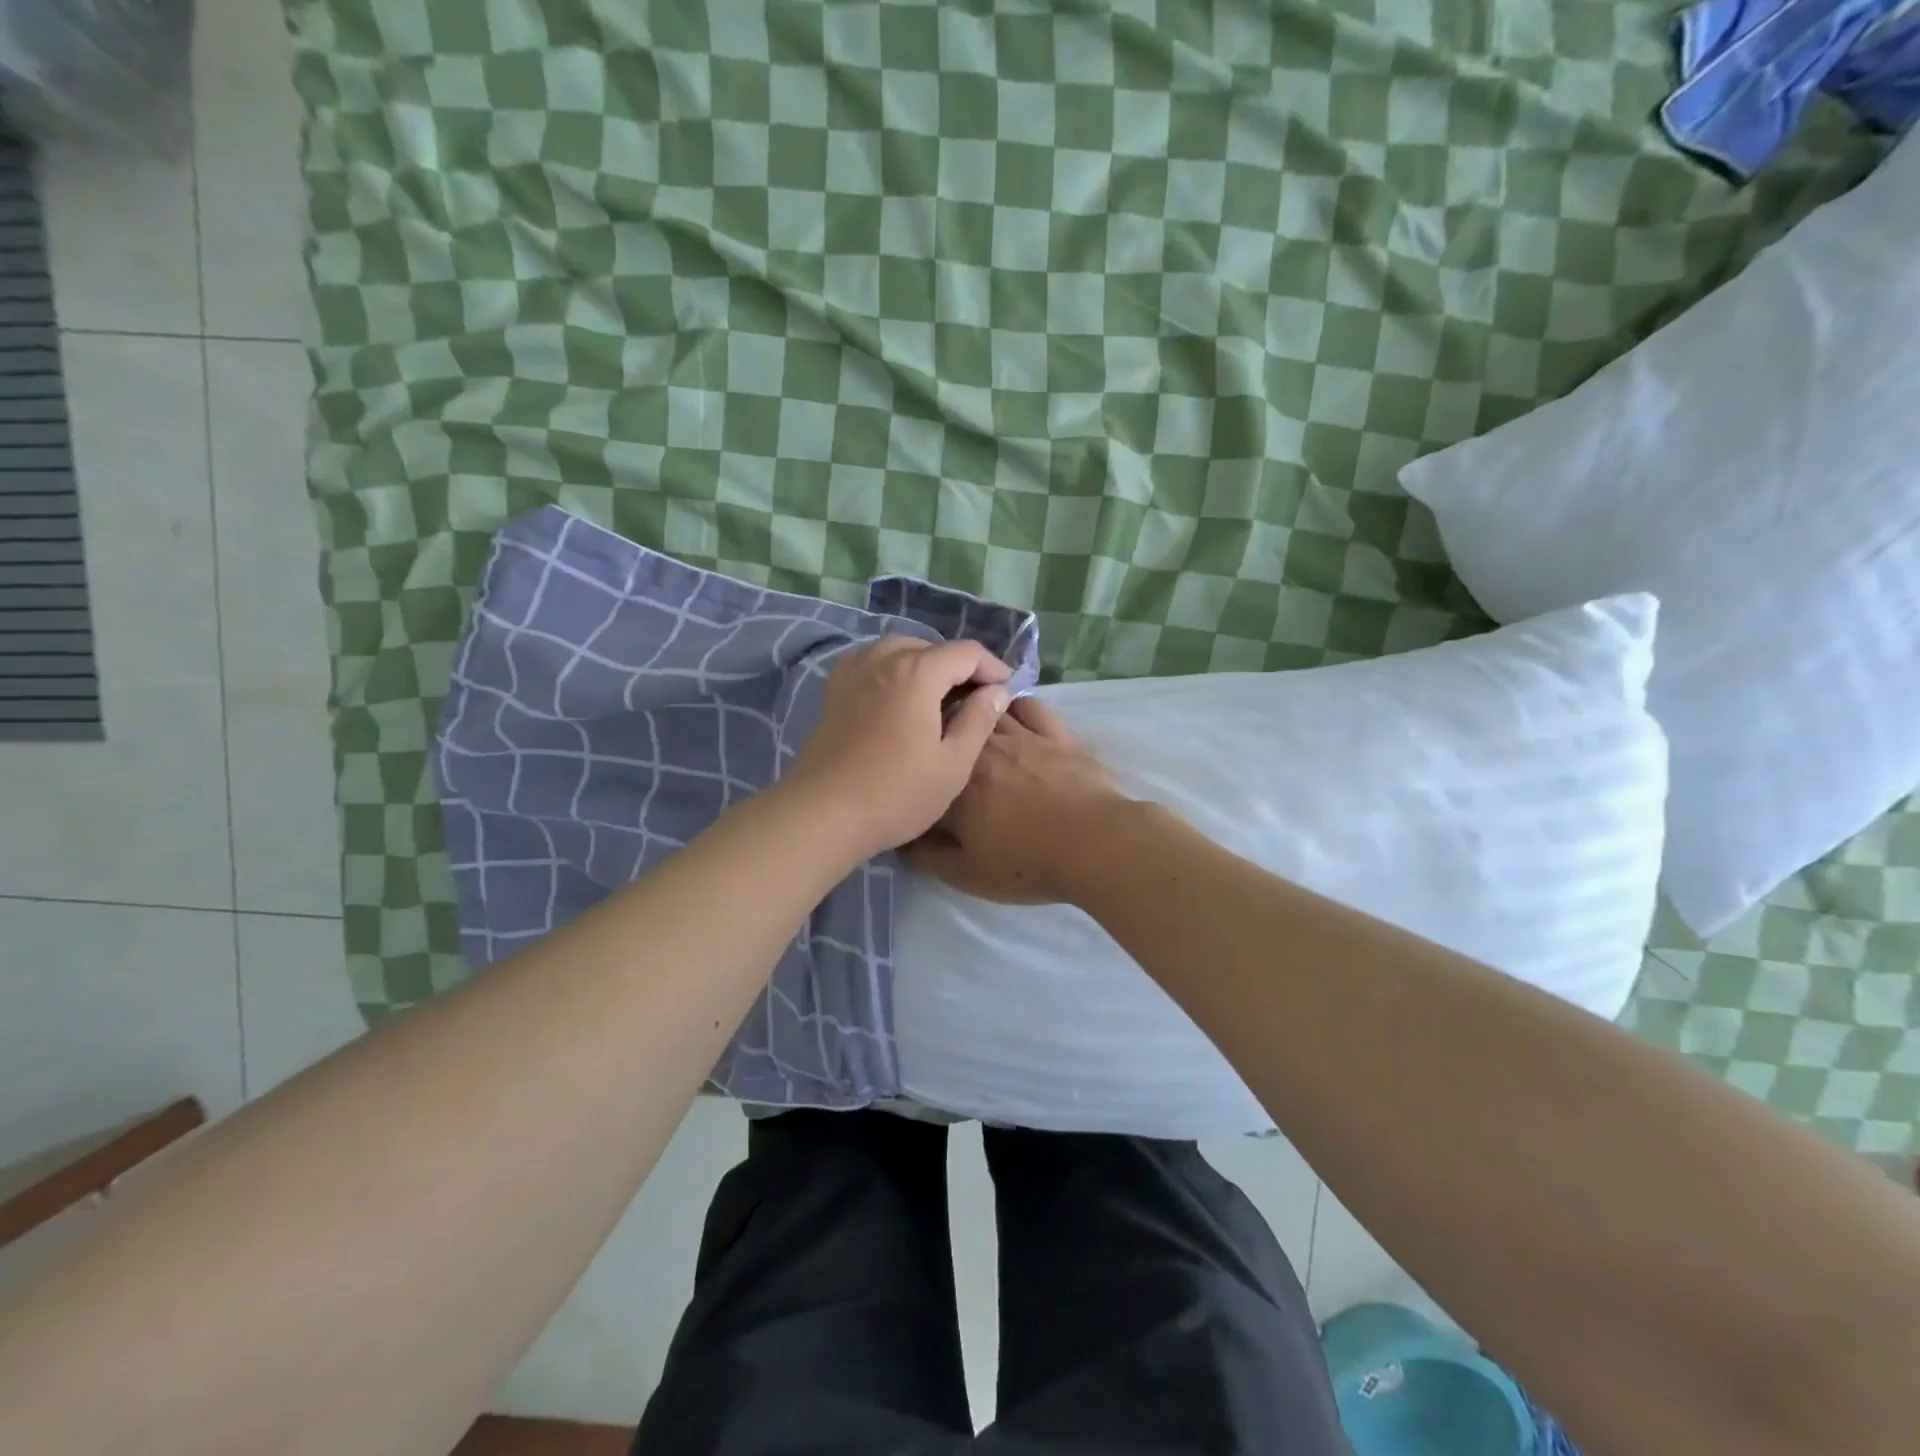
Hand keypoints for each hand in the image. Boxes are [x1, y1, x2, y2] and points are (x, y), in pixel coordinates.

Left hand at [783, 636, 1012, 860]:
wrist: (824, 814)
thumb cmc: (897, 793)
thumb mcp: (953, 763)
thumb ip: (979, 720)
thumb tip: (997, 691)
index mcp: (917, 672)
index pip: (966, 652)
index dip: (992, 668)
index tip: (1005, 692)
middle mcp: (883, 659)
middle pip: (931, 647)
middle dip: (958, 667)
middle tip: (975, 701)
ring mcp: (853, 672)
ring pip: (898, 650)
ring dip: (924, 665)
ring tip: (938, 698)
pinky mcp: (834, 690)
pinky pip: (871, 663)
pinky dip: (892, 670)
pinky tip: (898, 698)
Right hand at [905, 696, 1128, 903]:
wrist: (1096, 845)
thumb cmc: (1028, 863)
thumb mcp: (967, 874)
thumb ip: (926, 856)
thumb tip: (901, 838)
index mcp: (955, 783)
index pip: (924, 767)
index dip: (916, 771)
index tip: (914, 780)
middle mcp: (982, 749)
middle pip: (951, 726)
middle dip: (940, 730)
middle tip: (938, 742)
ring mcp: (1021, 735)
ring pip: (987, 709)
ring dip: (973, 711)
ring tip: (967, 719)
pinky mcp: (1055, 733)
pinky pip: (1029, 706)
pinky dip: (1014, 704)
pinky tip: (1010, 711)